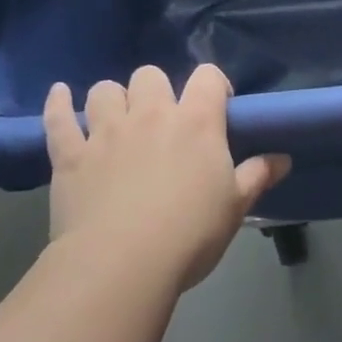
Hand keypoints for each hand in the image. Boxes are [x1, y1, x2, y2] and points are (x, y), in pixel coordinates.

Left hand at [43, 64, 289, 289]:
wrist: (121, 265)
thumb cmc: (189, 234)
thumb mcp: (235, 207)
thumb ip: (257, 176)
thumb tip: (283, 157)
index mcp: (196, 122)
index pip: (208, 77)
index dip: (214, 84)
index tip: (218, 105)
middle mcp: (151, 114)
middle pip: (150, 75)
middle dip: (156, 90)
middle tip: (161, 119)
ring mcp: (106, 132)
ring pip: (104, 91)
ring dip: (112, 99)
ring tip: (116, 118)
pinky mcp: (69, 155)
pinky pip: (58, 119)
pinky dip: (58, 105)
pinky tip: (59, 95)